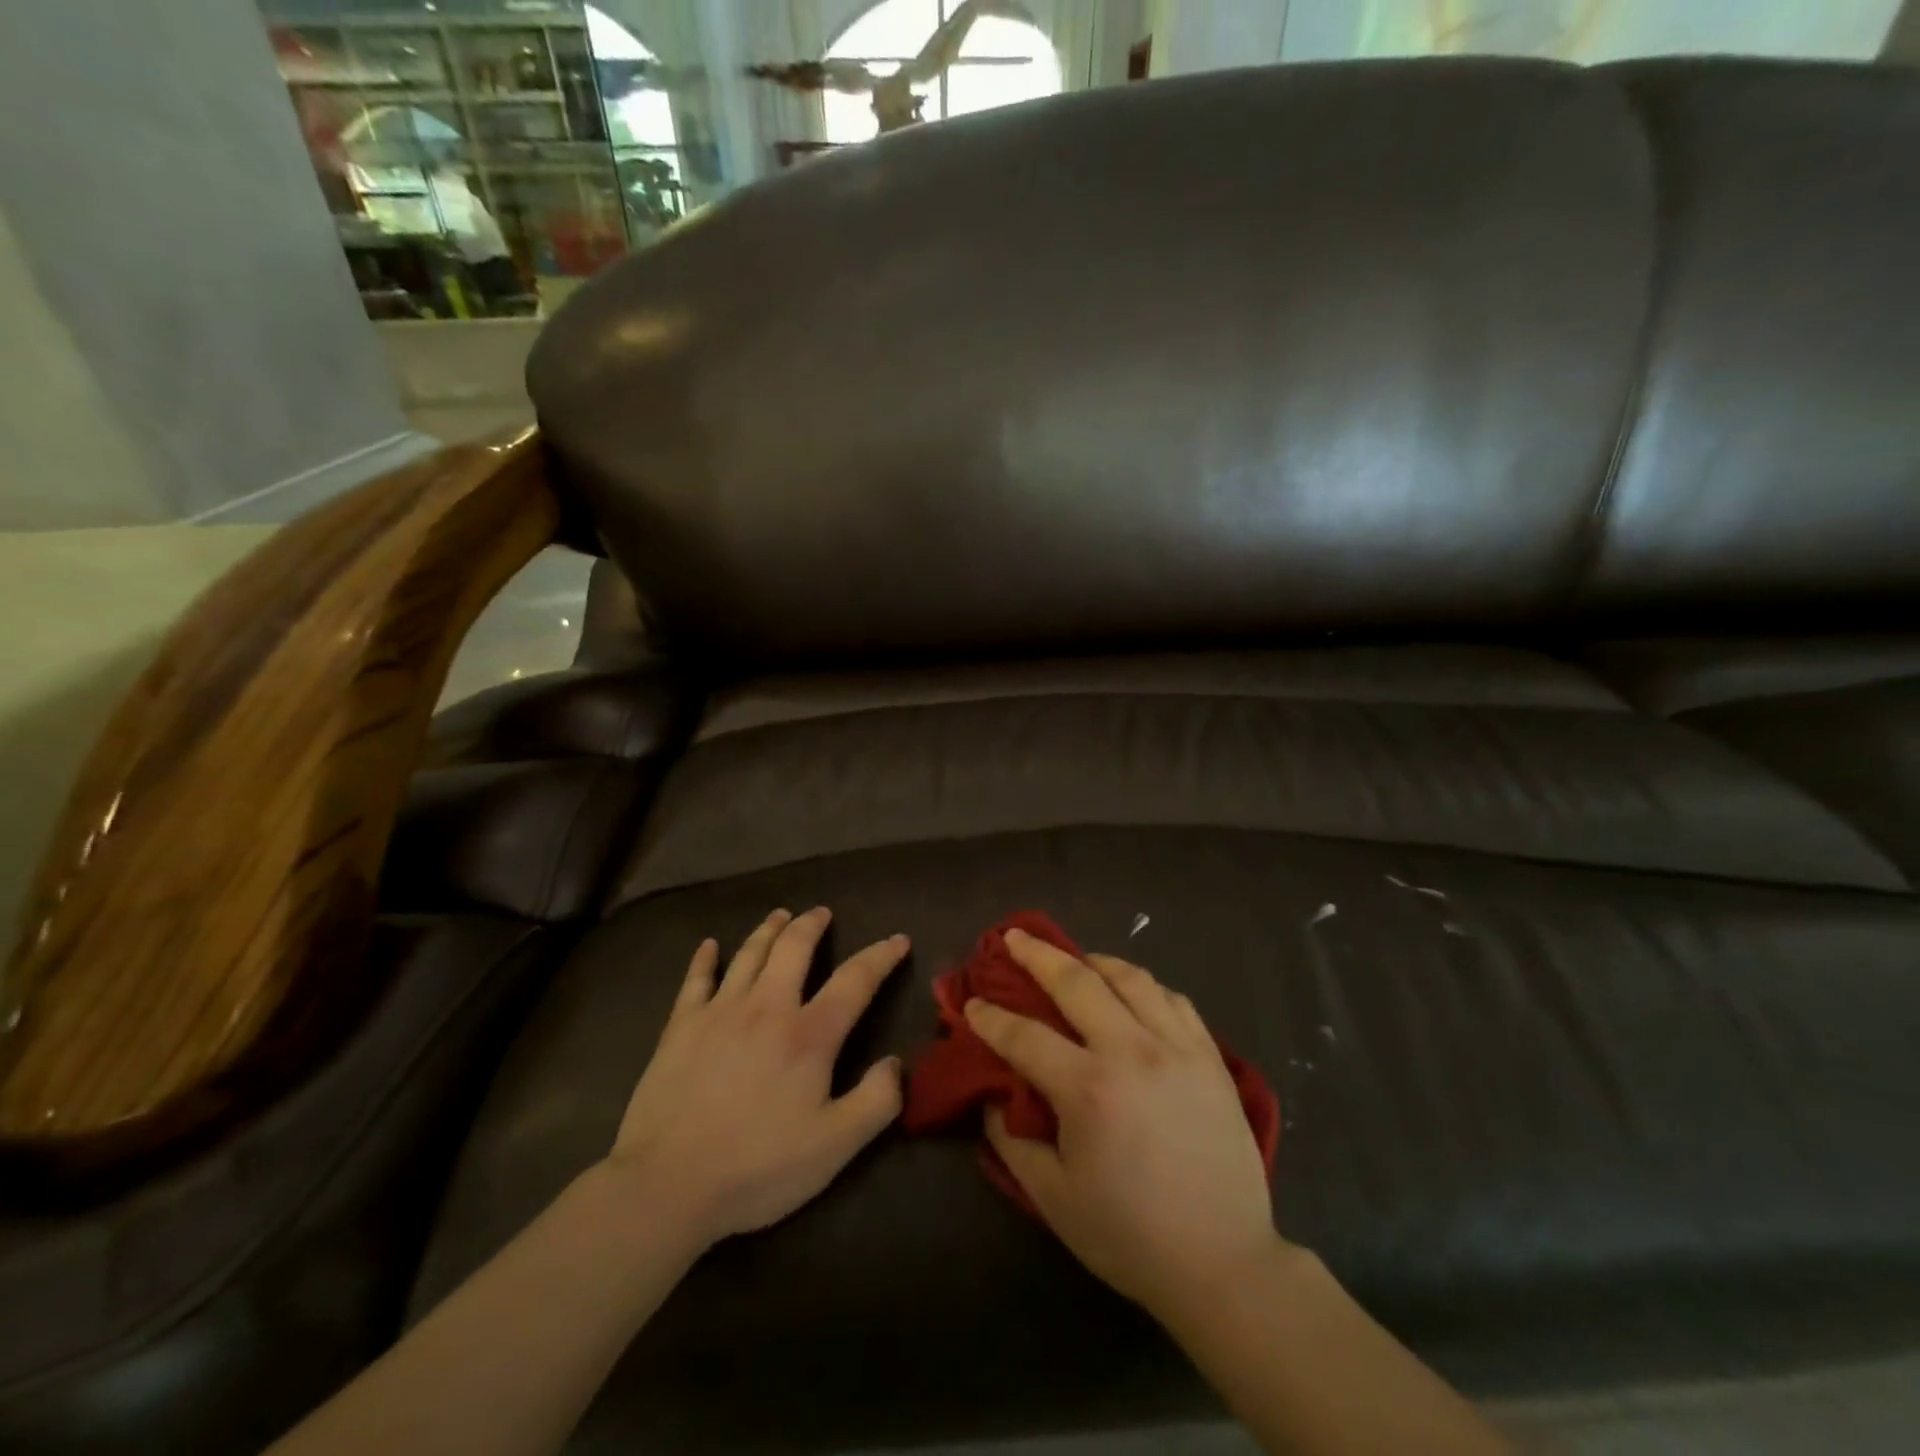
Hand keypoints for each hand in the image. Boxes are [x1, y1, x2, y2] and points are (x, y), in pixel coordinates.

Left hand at [603, 907, 907, 1246]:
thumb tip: (895, 1063)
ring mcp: (720, 1011)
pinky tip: (708, 946)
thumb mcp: (835, 1146)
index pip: (855, 980)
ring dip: (769, 929)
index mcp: (809, 1034)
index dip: (881, 956)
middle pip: (794, 948)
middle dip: (812, 925)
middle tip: (822, 912)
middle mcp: (768, 1007)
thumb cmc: (757, 1167)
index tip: (898, 940)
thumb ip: (876, 1101)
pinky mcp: (680, 1026)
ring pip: (749, 954)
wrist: (667, 1184)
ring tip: (780, 915)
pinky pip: (695, 980)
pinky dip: (704, 958)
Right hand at [967, 928, 1279, 1318]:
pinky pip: (1173, 1000)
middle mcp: (1132, 1052)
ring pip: (1131, 978)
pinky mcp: (1210, 1056)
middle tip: (1013, 937)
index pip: (1025, 1036)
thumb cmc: (1130, 1236)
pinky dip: (1145, 986)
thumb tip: (994, 1095)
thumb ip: (1012, 1141)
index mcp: (1088, 1089)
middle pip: (1076, 981)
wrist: (1224, 1263)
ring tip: (1076, 960)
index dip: (991, 1018)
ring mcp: (1177, 1048)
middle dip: (1037, 955)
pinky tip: (1132, 993)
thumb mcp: (1053, 1198)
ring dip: (1094, 961)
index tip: (972, 1004)